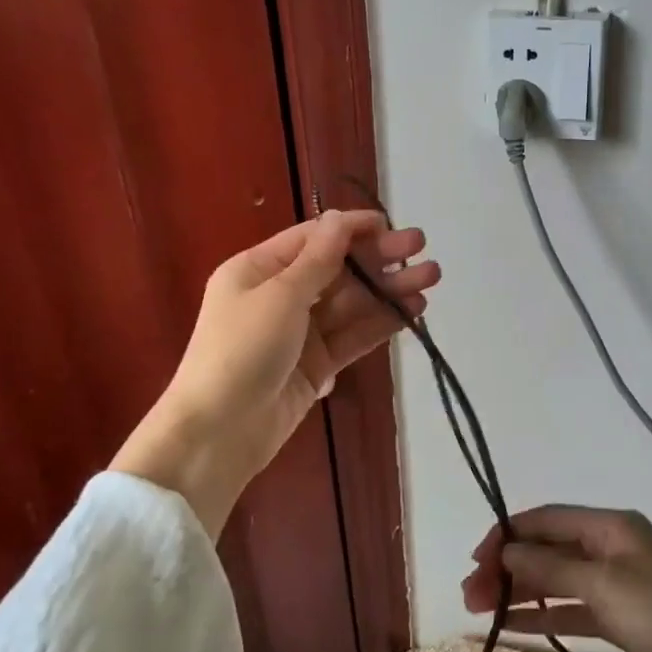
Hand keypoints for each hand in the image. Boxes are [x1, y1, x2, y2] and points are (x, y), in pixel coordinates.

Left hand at [111, 208, 438, 532]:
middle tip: (421, 247)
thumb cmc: (242, 350)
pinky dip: (381, 322)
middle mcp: (279, 295)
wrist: (220, 432)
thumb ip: (317, 260)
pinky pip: (353, 335)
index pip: (312, 238)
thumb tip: (339, 219)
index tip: (389, 225)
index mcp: (258, 270)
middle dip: (378, 258)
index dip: (351, 229)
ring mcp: (300, 332)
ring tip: (431, 278)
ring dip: (388, 289)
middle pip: (337, 270)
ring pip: (351, 303)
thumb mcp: (279, 296)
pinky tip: (412, 310)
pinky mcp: (317, 364)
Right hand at [461, 506, 651, 651]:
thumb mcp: (603, 586)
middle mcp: (608, 547)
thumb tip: (506, 553)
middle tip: (470, 596)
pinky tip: (510, 626)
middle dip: (508, 568)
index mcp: (609, 526)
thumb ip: (551, 569)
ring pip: (555, 580)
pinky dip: (542, 614)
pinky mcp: (618, 616)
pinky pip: (570, 608)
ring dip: (519, 592)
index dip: (507, 536)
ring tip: (478, 611)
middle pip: (547, 550)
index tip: (475, 561)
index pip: (545, 520)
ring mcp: (614, 583)